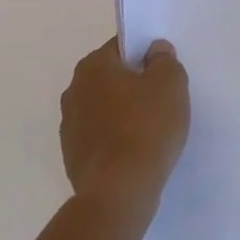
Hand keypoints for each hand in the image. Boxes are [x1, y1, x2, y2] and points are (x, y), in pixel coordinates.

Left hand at [59, 38, 190, 214]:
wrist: (119, 191)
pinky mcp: (73, 156)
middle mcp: (74, 90)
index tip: (162, 71)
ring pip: (104, 108)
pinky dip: (116, 140)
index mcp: (93, 66)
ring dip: (123, 113)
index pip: (121, 47)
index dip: (144, 55)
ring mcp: (70, 126)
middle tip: (162, 100)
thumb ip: (164, 59)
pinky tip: (136, 153)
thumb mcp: (170, 83)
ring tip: (151, 130)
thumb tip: (154, 50)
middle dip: (133, 84)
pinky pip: (101, 137)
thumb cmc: (146, 127)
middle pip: (111, 77)